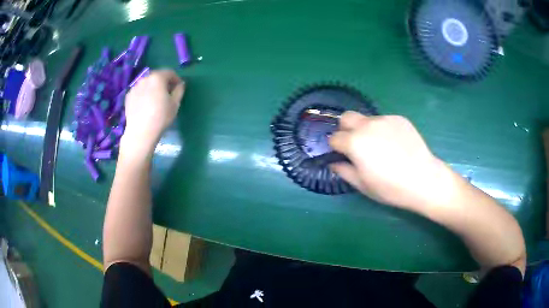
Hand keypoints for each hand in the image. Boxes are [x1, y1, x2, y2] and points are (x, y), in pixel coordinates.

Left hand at [121, 69, 184, 156]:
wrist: (140, 132)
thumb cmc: (161, 117)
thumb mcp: (175, 104)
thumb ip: (179, 90)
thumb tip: (180, 84)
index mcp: (158, 77)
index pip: (169, 73)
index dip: (176, 79)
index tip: (178, 88)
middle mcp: (145, 78)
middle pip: (157, 77)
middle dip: (163, 83)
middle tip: (167, 94)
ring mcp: (135, 87)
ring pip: (147, 84)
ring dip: (152, 88)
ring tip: (155, 100)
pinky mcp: (128, 96)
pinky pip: (139, 91)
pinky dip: (143, 94)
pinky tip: (145, 106)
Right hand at [330, 111, 449, 210]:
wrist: (423, 179)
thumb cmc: (390, 187)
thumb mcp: (362, 185)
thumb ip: (343, 171)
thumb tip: (333, 163)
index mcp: (354, 142)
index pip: (334, 137)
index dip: (336, 148)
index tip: (343, 156)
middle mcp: (367, 125)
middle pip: (346, 117)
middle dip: (345, 129)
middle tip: (356, 145)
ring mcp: (385, 119)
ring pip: (366, 119)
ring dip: (365, 129)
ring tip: (380, 146)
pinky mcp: (399, 118)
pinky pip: (384, 120)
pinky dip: (383, 129)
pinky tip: (394, 144)